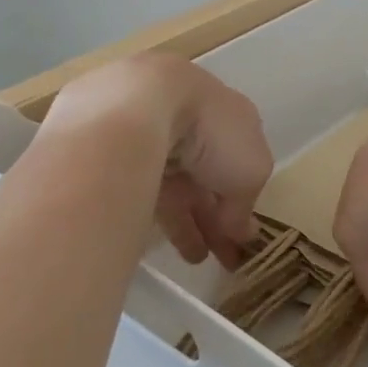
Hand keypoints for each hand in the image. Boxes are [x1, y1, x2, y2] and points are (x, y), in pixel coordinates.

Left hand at [41, 54, 271, 268]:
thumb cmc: (210, 131)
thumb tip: (238, 230)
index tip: (246, 235)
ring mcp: (152, 134)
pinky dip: (160, 216)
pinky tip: (169, 244)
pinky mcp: (117, 152)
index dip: (245, 196)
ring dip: (191, 221)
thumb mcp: (250, 172)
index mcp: (230, 116)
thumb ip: (245, 202)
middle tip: (224, 256)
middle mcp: (192, 121)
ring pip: (176, 184)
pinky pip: (146, 189)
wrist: (138, 105)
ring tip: (196, 260)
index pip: (239, 162)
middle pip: (207, 175)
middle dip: (217, 214)